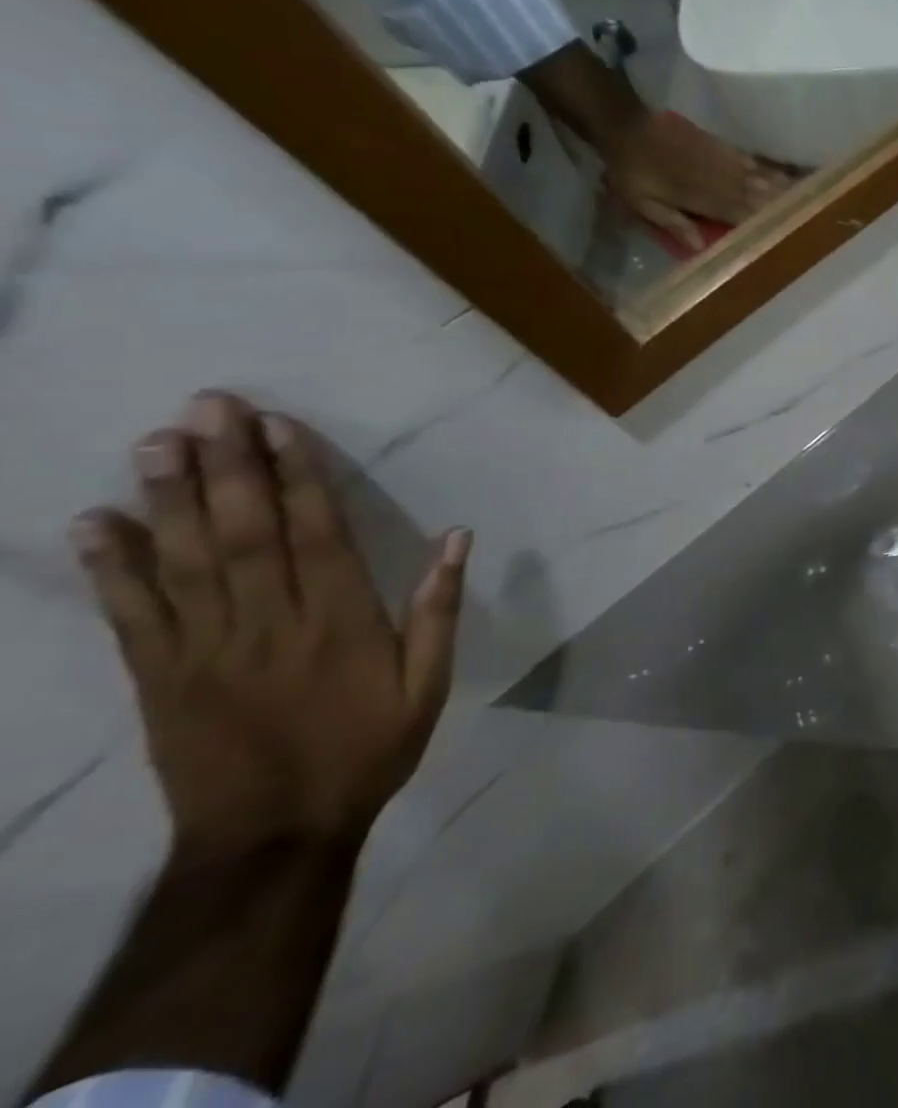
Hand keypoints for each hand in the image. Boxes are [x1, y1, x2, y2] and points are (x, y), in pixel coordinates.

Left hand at [71, 392, 469, 857]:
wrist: (274, 836)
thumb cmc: (367, 749)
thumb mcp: (429, 684)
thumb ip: (439, 609)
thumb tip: (458, 537)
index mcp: (340, 623)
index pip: (316, 534)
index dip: (297, 477)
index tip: (278, 427)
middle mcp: (269, 624)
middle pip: (243, 534)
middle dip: (226, 466)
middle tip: (207, 407)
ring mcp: (204, 650)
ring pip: (183, 562)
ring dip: (166, 499)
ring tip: (155, 441)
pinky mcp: (157, 677)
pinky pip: (130, 615)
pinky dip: (110, 567)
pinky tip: (94, 523)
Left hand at [518, 42, 790, 253]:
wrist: (625, 125)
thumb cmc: (631, 171)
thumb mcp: (642, 202)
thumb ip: (672, 222)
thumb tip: (700, 249)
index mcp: (702, 197)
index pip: (740, 215)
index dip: (763, 224)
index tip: (788, 232)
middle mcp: (720, 179)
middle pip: (758, 196)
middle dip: (784, 206)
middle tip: (813, 214)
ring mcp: (723, 161)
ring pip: (761, 178)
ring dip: (784, 189)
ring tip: (810, 196)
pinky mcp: (722, 147)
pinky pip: (753, 161)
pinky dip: (771, 170)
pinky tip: (787, 175)